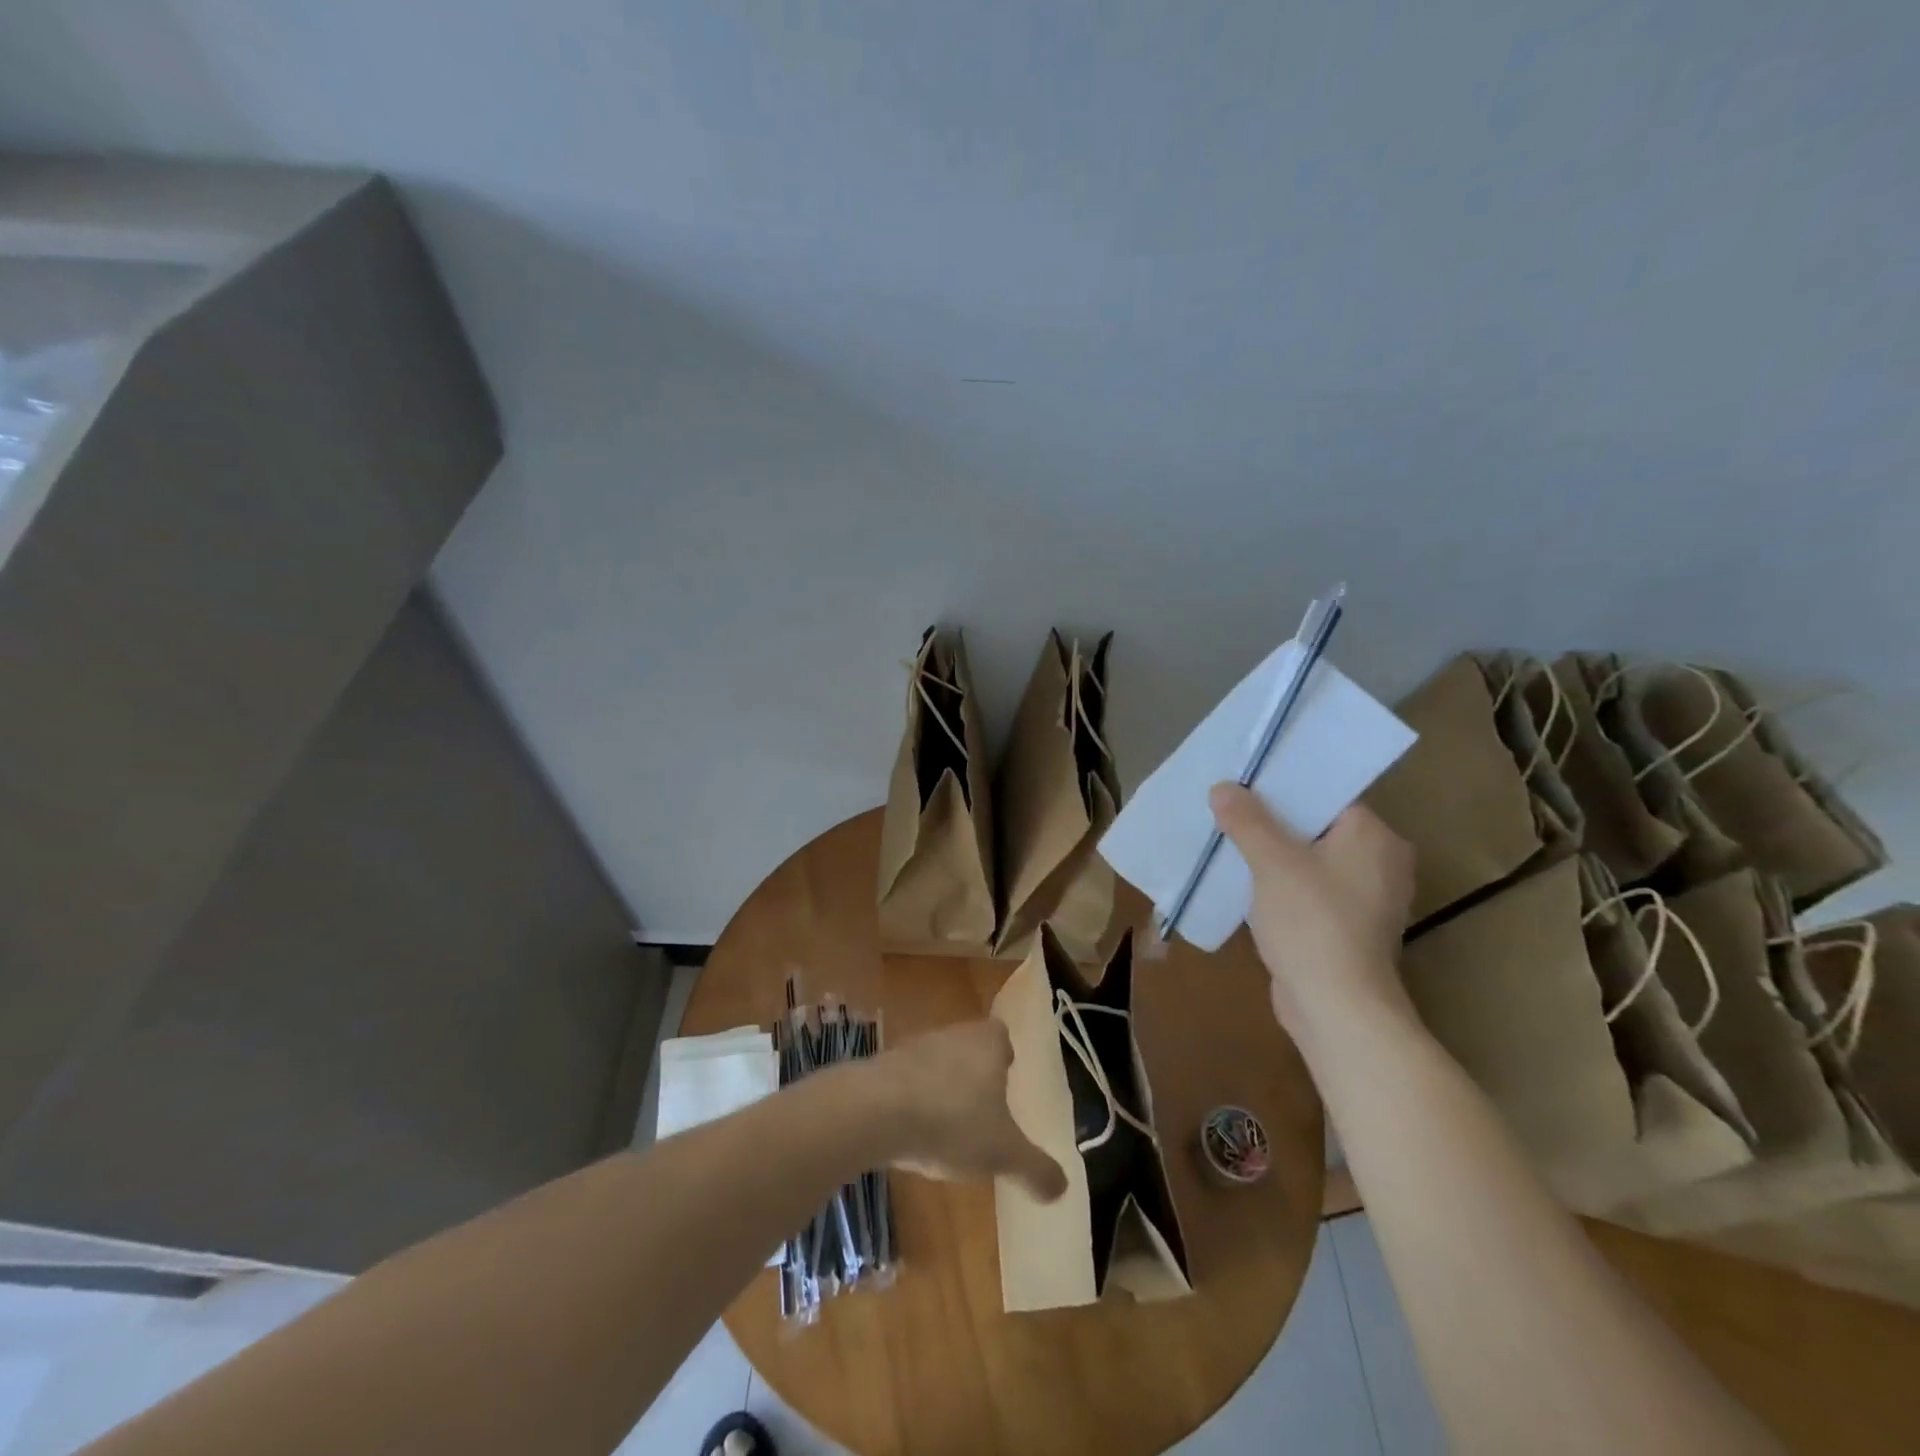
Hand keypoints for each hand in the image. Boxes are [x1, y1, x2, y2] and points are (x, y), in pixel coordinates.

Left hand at [867, 1020, 1067, 1202]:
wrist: (876, 1110)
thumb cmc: (952, 1121)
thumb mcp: (1004, 1153)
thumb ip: (1035, 1168)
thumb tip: (1061, 1187)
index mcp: (987, 1043)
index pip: (1001, 1035)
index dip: (1005, 1054)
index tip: (1008, 1078)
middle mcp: (952, 1035)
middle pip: (969, 1046)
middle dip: (976, 1074)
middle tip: (983, 1110)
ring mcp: (914, 1047)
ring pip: (938, 1062)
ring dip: (942, 1087)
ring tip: (948, 1127)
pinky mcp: (883, 1067)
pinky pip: (907, 1081)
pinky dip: (913, 1101)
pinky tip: (913, 1132)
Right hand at [1209, 783, 1417, 1042]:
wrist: (1336, 1008)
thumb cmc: (1311, 923)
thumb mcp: (1272, 863)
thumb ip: (1247, 820)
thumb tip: (1223, 787)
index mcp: (1375, 836)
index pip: (1328, 795)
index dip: (1283, 787)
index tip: (1244, 783)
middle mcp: (1381, 861)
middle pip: (1317, 826)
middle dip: (1272, 821)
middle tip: (1228, 809)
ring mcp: (1367, 898)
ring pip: (1311, 860)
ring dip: (1274, 855)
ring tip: (1230, 841)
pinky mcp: (1349, 927)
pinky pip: (1311, 889)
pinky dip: (1283, 885)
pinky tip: (1247, 884)